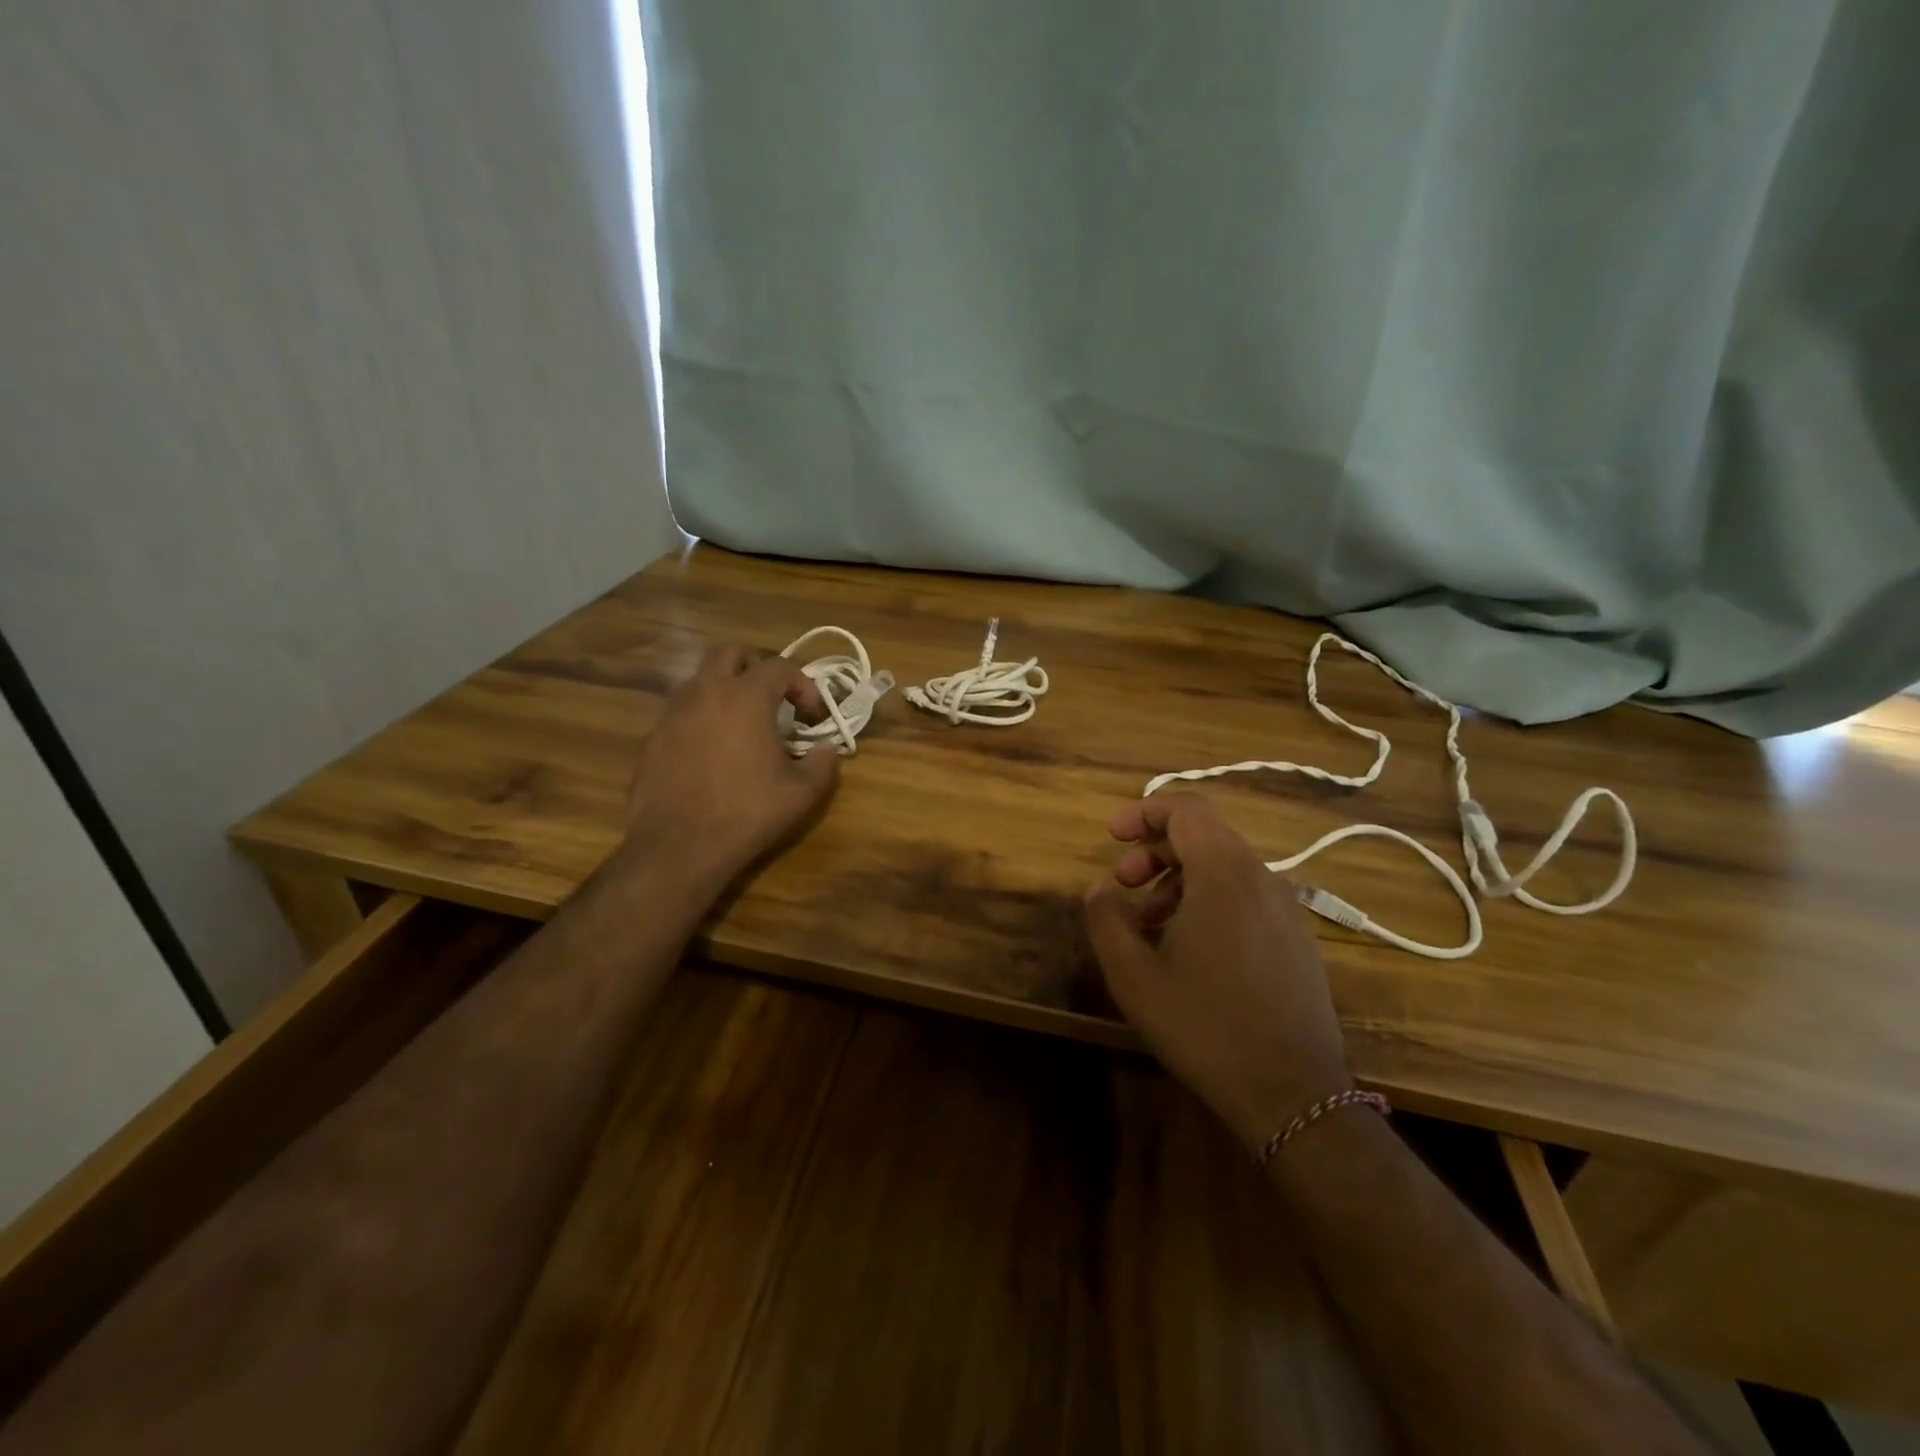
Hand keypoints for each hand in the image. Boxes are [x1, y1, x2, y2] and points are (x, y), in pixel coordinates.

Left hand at [618, 644, 840, 891]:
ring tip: (745, 724)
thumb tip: (828, 750)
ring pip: (702, 678)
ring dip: (727, 689)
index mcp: (745, 697)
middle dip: (758, 667)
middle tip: (775, 698)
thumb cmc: (747, 813)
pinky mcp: (653, 737)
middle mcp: (705, 692)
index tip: (813, 715)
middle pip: (731, 653)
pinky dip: (704, 716)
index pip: (780, 666)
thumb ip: (823, 764)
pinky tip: (714, 751)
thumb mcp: (802, 793)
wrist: (678, 846)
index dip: (804, 684)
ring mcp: (673, 713)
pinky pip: (682, 710)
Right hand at [1084, 793, 1352, 1151]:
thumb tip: (1099, 888)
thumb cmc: (1204, 1025)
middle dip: (1155, 850)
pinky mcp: (1298, 938)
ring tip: (1149, 922)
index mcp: (1223, 873)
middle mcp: (1262, 877)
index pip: (1187, 809)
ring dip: (1179, 878)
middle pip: (1205, 835)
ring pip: (1225, 866)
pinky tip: (1189, 947)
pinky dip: (1209, 899)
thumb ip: (1107, 919)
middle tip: (1123, 885)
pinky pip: (1246, 895)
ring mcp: (1286, 908)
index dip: (1145, 811)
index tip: (1113, 836)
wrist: (1293, 1094)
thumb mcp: (1134, 976)